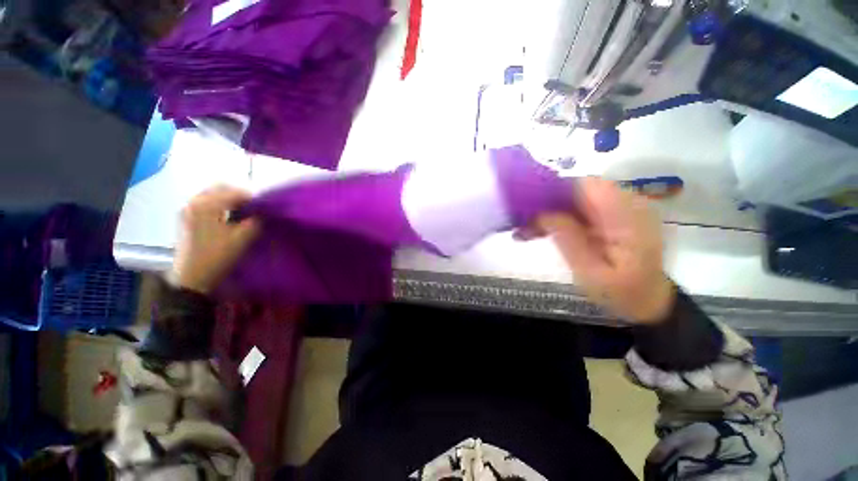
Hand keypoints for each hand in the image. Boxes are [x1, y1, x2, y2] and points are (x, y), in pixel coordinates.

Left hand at [172, 186, 260, 293]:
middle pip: (219, 188)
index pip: (234, 192)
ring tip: (242, 212)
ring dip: (228, 199)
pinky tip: (227, 216)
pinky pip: (204, 202)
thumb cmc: (217, 256)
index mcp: (206, 205)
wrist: (191, 277)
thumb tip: (261, 213)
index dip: (252, 198)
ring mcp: (187, 209)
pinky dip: (218, 204)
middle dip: (238, 195)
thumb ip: (255, 221)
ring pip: (211, 194)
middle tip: (253, 207)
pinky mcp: (185, 218)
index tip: (264, 207)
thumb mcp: (242, 238)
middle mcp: (194, 202)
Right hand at [531, 177, 674, 323]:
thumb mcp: (590, 273)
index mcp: (626, 216)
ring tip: (525, 230)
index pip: (585, 186)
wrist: (647, 299)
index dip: (553, 190)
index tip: (526, 205)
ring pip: (573, 197)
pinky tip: (539, 229)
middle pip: (577, 189)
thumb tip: (541, 213)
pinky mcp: (609, 214)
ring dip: (547, 211)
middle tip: (521, 223)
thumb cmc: (621, 293)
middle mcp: (626, 203)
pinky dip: (557, 216)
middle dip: (545, 203)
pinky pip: (577, 207)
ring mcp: (618, 207)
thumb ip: (568, 240)